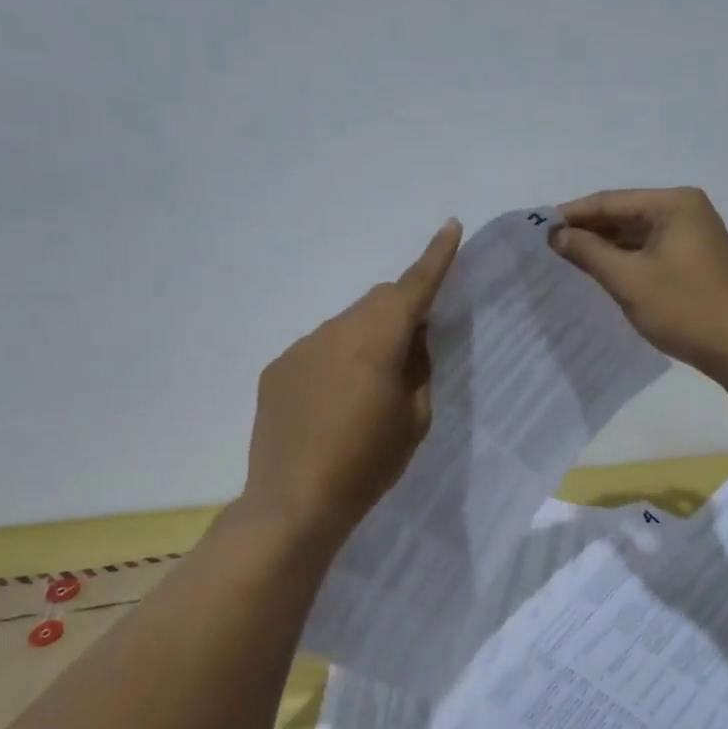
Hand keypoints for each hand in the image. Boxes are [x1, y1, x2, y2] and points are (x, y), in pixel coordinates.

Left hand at [243, 219, 462, 547]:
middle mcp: (335, 330)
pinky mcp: (277, 370)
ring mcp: (300, 348)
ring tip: (365, 392)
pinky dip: (334, 363)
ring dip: (364, 341)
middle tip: (411, 352)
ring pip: (345, 326)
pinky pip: (317, 351)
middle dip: (399, 313)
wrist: (295, 502)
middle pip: (376, 303)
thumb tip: (412, 341)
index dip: (436, 257)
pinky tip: (330, 406)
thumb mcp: (414, 419)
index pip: (413, 287)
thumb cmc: (368, 463)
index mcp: (377, 339)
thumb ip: (418, 369)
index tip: (450, 226)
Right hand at [551, 188, 727, 374]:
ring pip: (637, 234)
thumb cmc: (685, 308)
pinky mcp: (696, 259)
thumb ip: (588, 252)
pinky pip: (651, 250)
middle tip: (549, 249)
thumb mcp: (629, 280)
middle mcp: (686, 210)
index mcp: (673, 203)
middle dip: (588, 231)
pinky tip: (603, 273)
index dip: (572, 215)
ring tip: (569, 261)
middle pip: (625, 214)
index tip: (538, 231)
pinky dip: (626, 259)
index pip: (610, 201)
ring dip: (606, 247)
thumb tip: (556, 234)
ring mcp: (694, 234)